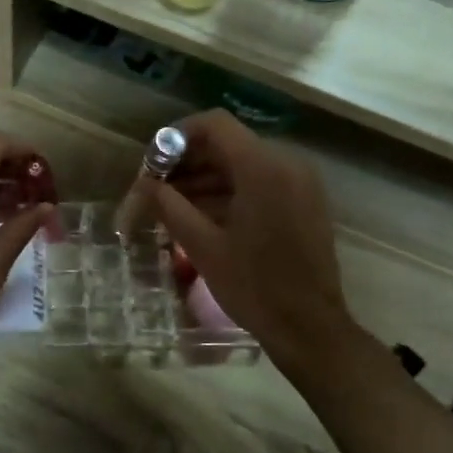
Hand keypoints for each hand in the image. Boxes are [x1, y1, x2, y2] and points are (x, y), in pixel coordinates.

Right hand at [142, 111, 358, 371]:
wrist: (309, 327)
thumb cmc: (253, 287)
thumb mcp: (203, 246)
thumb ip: (169, 206)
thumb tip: (143, 185)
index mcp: (262, 167)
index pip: (214, 125)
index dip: (177, 136)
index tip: (153, 163)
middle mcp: (286, 163)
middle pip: (228, 143)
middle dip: (187, 162)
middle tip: (156, 189)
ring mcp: (300, 182)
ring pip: (243, 165)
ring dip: (206, 179)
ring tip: (172, 207)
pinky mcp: (305, 202)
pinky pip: (261, 182)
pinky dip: (230, 192)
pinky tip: (201, 217)